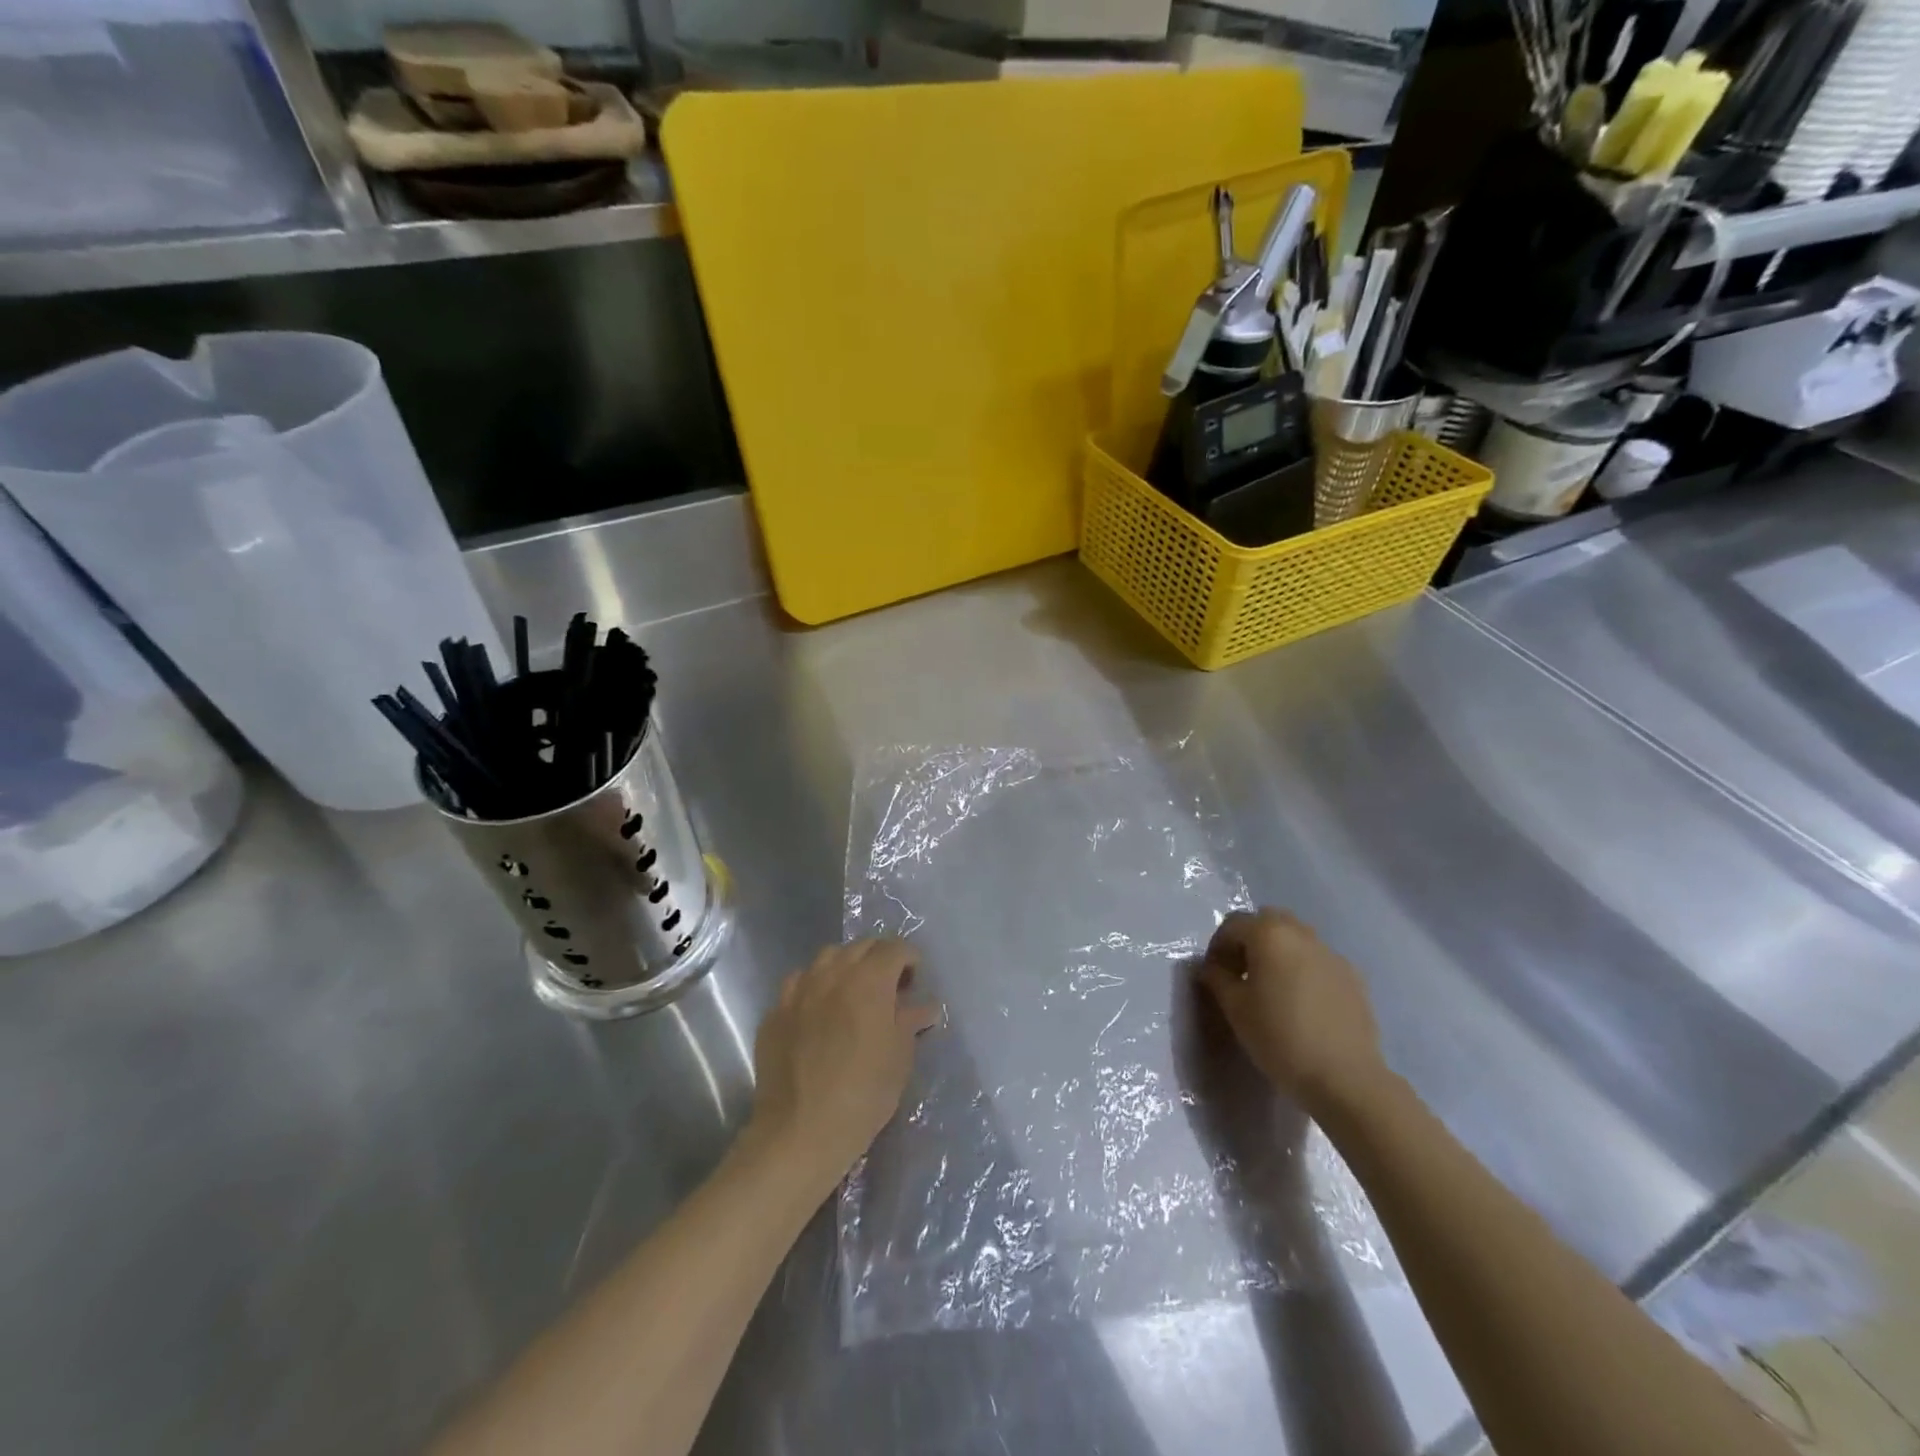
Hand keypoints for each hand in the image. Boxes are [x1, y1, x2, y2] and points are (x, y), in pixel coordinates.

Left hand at [749, 938, 940, 1188]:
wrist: (800, 1131)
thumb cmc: (863, 1095)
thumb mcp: (899, 1059)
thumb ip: (910, 1022)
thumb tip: (924, 1006)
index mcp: (869, 981)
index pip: (894, 949)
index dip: (909, 959)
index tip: (914, 981)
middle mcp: (833, 974)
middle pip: (861, 946)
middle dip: (880, 958)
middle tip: (889, 987)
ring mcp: (799, 991)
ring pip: (827, 957)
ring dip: (846, 966)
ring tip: (853, 992)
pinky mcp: (775, 1012)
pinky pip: (798, 983)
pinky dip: (814, 986)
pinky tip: (819, 1011)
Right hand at [1197, 909, 1386, 1118]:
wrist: (1345, 1078)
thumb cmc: (1280, 1038)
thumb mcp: (1235, 1009)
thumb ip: (1217, 979)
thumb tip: (1210, 968)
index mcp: (1270, 935)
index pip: (1233, 924)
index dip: (1217, 946)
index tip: (1214, 975)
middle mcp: (1302, 934)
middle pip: (1268, 922)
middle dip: (1249, 940)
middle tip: (1240, 973)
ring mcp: (1332, 954)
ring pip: (1296, 939)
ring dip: (1278, 952)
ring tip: (1271, 988)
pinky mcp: (1354, 977)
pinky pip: (1318, 960)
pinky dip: (1303, 969)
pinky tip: (1301, 1003)